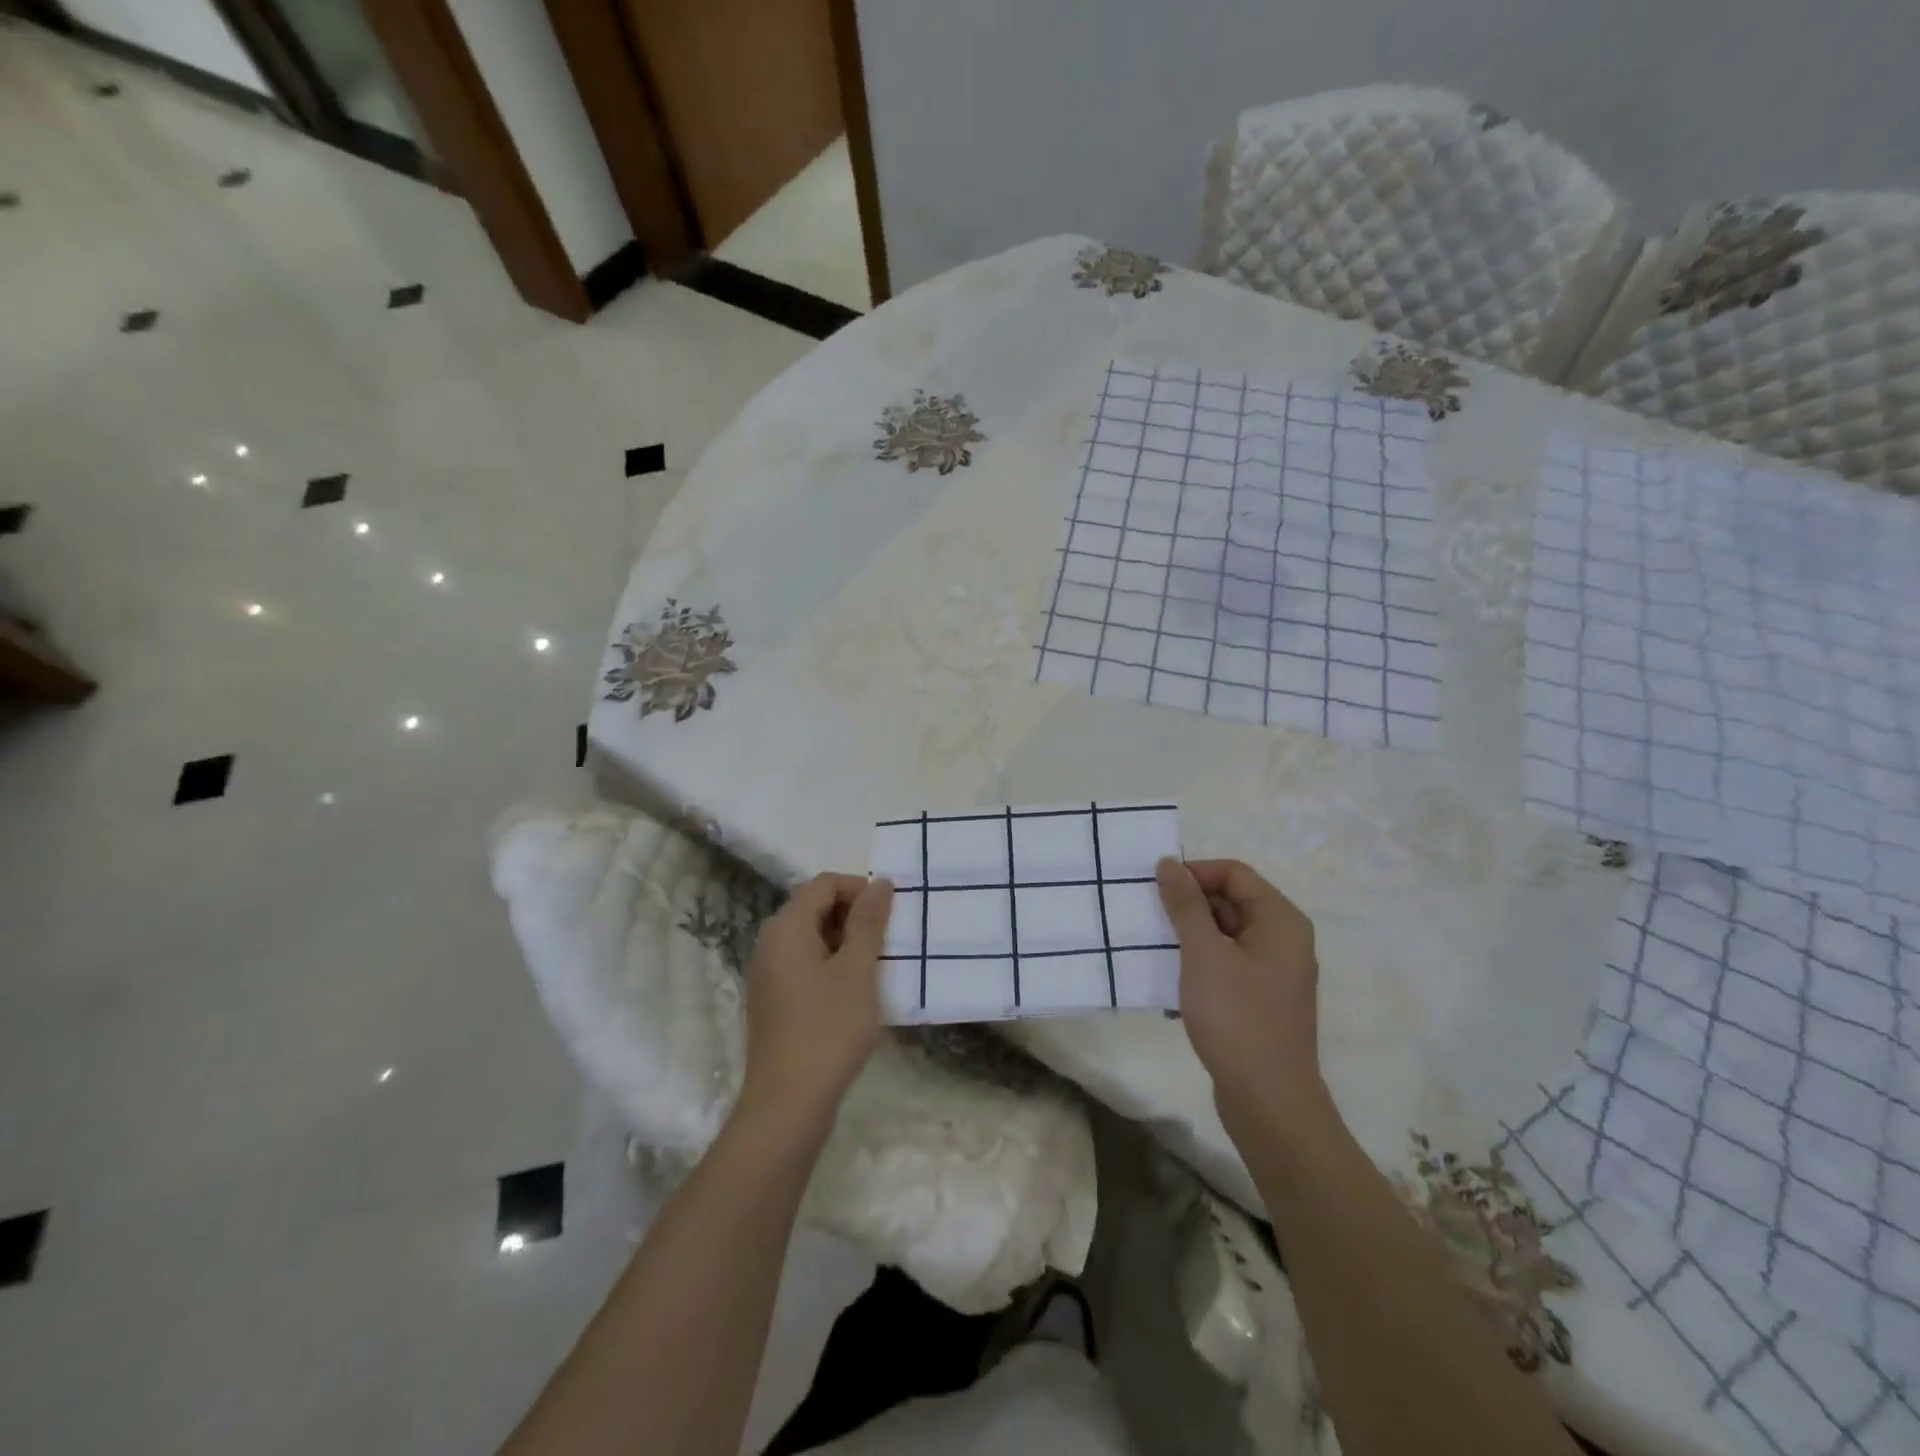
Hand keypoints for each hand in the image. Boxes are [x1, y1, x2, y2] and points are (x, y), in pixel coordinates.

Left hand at [738, 873, 894, 1120]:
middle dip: (852, 913)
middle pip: (813, 906)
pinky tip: (852, 988)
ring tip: (875, 963)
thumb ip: (868, 922)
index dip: (859, 888)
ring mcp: (766, 972)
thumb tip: (880, 883)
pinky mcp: (771, 998)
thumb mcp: (858, 970)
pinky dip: (829, 962)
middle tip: (886, 938)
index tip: (890, 912)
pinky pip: (802, 962)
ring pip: (809, 936)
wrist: (788, 1102)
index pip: (823, 884)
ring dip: (843, 939)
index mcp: (786, 928)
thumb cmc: (828, 1029)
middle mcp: (769, 942)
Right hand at [1155, 857, 1326, 1129]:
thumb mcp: (1203, 953)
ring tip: (1153, 953)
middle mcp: (1283, 940)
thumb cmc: (1236, 1017)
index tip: (1156, 888)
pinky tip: (1170, 993)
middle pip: (1230, 902)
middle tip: (1148, 920)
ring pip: (1224, 937)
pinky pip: (1226, 967)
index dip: (1195, 873)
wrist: (1268, 1101)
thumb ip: (1185, 905)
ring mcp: (1274, 973)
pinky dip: (1199, 969)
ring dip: (1188, 939)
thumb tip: (1169, 863)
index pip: (1234, 873)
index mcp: (1280, 921)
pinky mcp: (1261, 1001)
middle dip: (1188, 907)